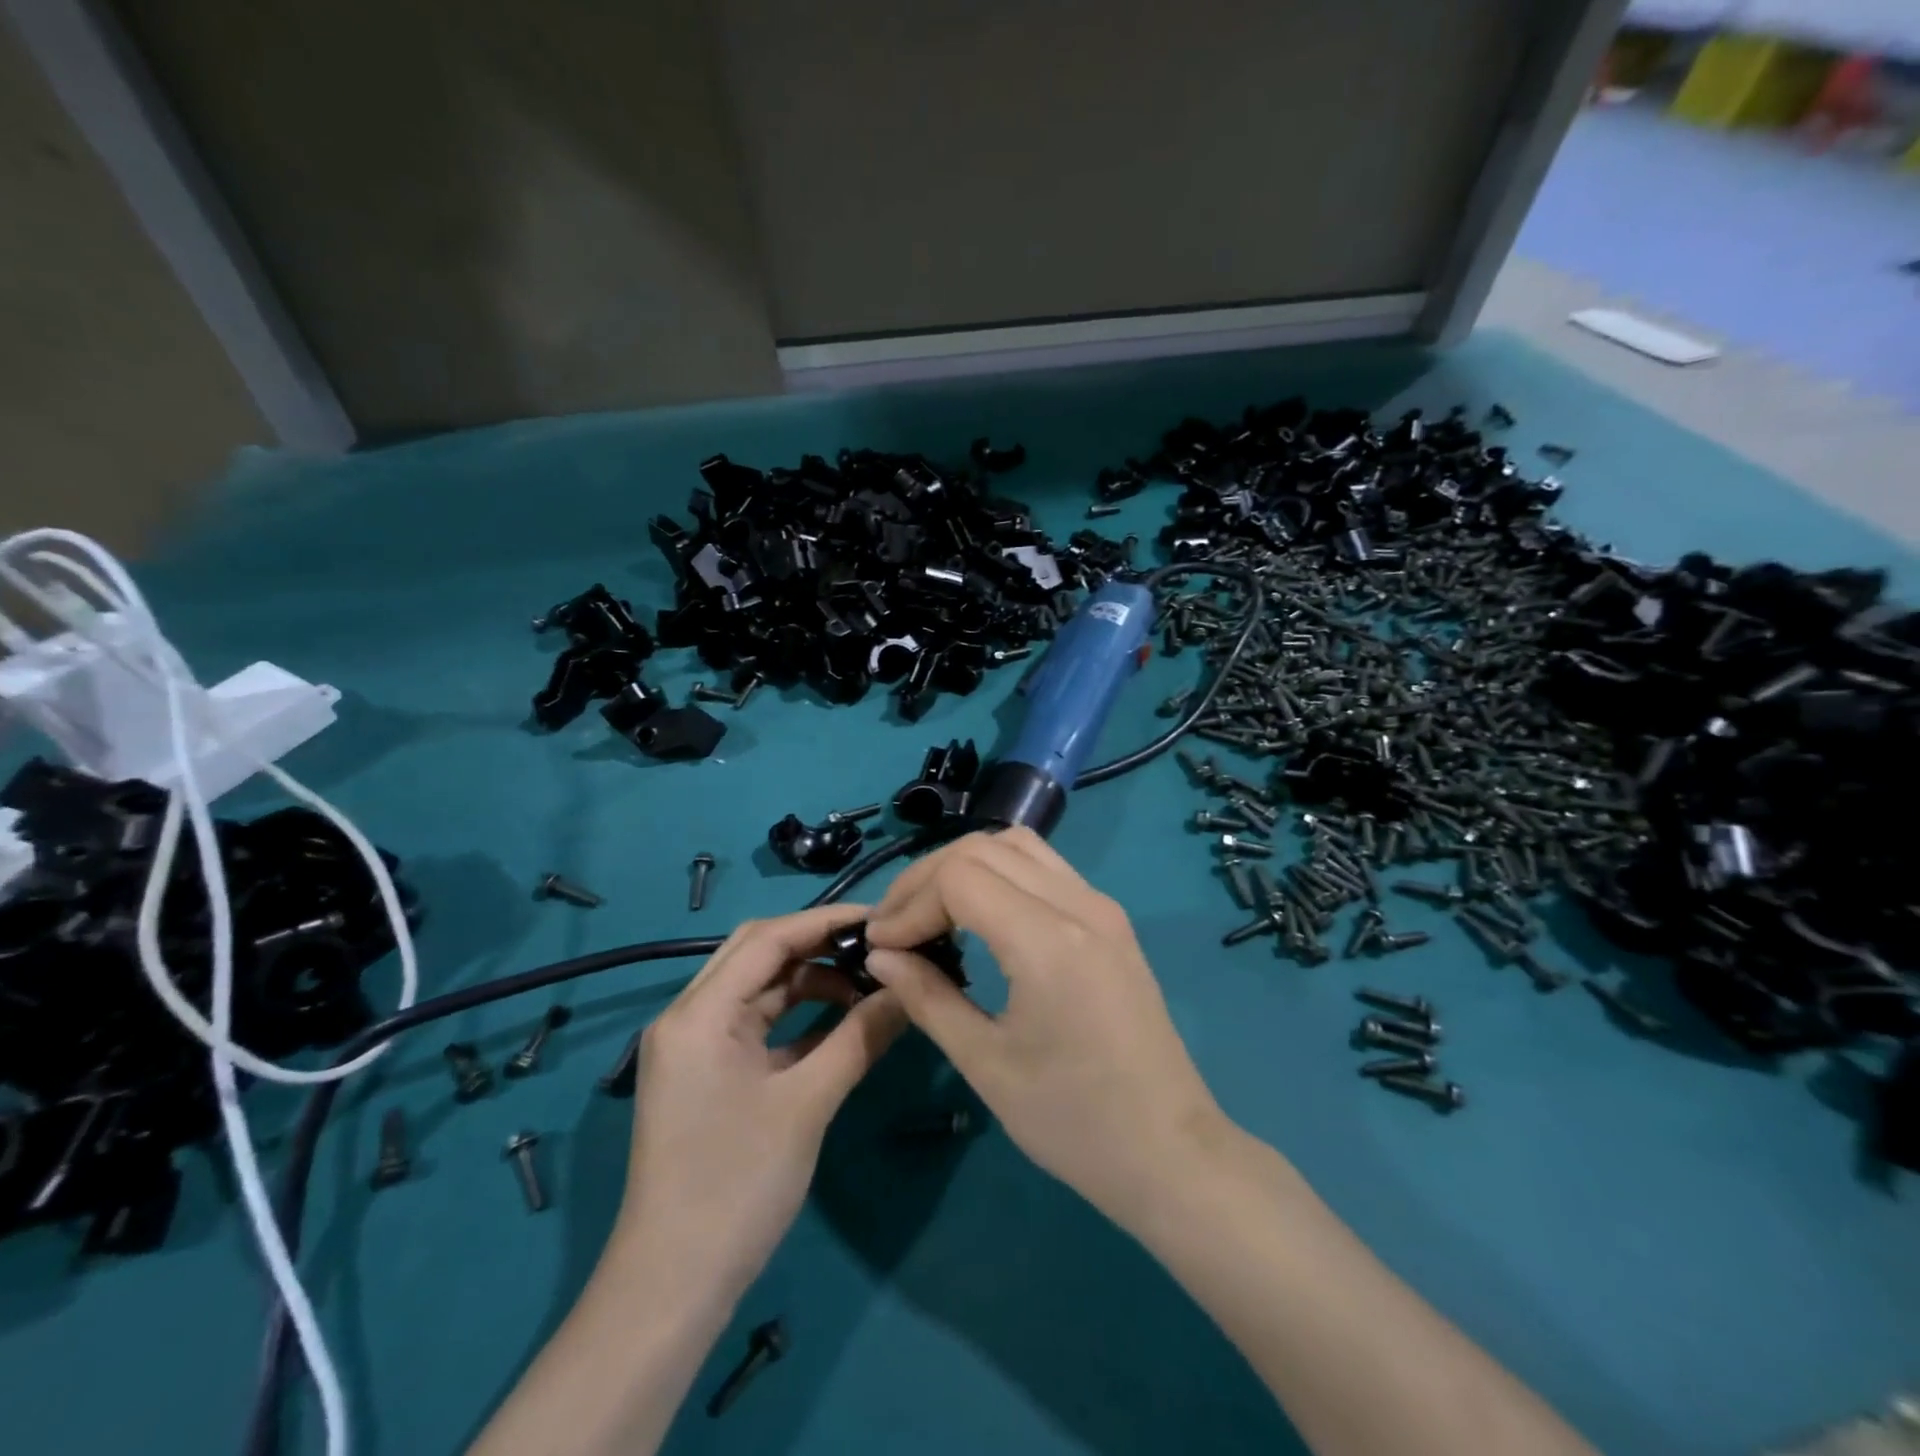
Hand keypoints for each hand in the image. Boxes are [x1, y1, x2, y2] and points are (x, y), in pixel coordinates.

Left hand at [616, 905, 906, 1301]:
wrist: (672, 1287)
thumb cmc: (737, 1186)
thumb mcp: (808, 1103)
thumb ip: (861, 1036)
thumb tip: (909, 988)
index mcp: (699, 1013)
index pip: (768, 939)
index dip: (826, 921)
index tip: (881, 917)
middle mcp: (688, 1016)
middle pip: (758, 953)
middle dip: (818, 943)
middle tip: (876, 944)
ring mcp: (694, 1045)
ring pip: (758, 987)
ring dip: (810, 979)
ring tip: (867, 983)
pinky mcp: (705, 1071)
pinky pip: (755, 1022)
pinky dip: (797, 1015)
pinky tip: (841, 1019)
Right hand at [861, 829, 1230, 1226]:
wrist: (1170, 1152)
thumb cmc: (1074, 1121)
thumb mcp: (986, 1064)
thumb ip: (928, 997)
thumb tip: (881, 955)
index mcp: (1048, 941)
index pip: (959, 877)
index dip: (910, 903)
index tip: (881, 946)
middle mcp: (1079, 904)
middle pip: (983, 848)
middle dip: (927, 878)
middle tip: (894, 927)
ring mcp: (1101, 906)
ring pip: (1017, 845)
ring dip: (964, 866)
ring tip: (931, 912)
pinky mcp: (1111, 919)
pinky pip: (1045, 867)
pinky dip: (1000, 873)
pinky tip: (980, 916)